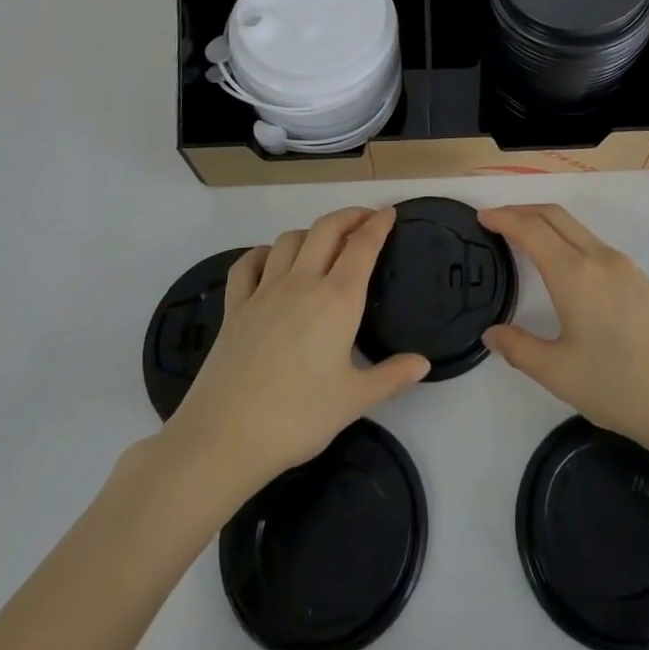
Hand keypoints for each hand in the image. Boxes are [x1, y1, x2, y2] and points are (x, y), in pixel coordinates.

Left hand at [161, 207, 429, 497]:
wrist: (225, 437)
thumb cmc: (298, 417)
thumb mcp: (354, 401)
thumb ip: (391, 377)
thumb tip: (423, 363)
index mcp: (338, 300)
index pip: (363, 247)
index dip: (378, 225)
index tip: (389, 213)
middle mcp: (302, 283)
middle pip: (326, 229)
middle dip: (349, 216)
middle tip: (365, 219)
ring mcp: (264, 291)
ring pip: (289, 240)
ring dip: (311, 232)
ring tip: (324, 242)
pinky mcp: (235, 307)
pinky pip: (248, 264)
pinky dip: (263, 253)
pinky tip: (270, 260)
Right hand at [480, 204, 648, 462]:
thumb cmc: (619, 388)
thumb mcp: (559, 374)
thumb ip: (519, 348)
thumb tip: (492, 333)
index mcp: (575, 275)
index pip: (531, 229)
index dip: (504, 218)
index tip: (482, 217)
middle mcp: (599, 258)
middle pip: (555, 216)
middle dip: (522, 211)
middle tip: (496, 221)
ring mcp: (624, 266)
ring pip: (577, 228)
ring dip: (547, 223)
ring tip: (524, 239)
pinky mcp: (641, 279)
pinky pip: (594, 244)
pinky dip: (568, 239)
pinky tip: (563, 265)